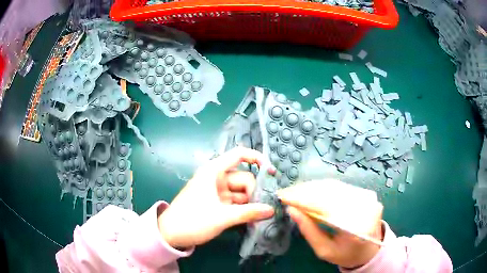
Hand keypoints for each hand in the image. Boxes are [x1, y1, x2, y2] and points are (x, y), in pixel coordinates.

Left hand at [158, 147, 274, 248]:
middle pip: (244, 178)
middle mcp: (217, 178)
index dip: (257, 158)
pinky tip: (252, 219)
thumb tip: (271, 209)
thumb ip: (249, 212)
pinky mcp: (217, 203)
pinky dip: (243, 209)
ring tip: (260, 217)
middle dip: (255, 192)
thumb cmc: (193, 220)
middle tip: (264, 209)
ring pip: (241, 192)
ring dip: (250, 203)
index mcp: (214, 172)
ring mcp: (217, 192)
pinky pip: (235, 202)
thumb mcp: (222, 217)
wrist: (170, 234)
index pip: (239, 155)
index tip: (272, 172)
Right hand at [277, 180, 383, 268]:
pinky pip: (339, 187)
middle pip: (329, 192)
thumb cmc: (345, 254)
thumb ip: (309, 231)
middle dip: (304, 191)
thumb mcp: (324, 250)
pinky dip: (322, 187)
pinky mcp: (364, 193)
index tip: (283, 196)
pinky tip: (309, 190)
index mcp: (354, 227)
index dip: (302, 199)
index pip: (325, 206)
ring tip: (294, 191)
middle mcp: (363, 208)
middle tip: (285, 193)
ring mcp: (366, 198)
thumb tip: (292, 210)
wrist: (369, 249)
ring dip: (311, 187)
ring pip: (334, 186)